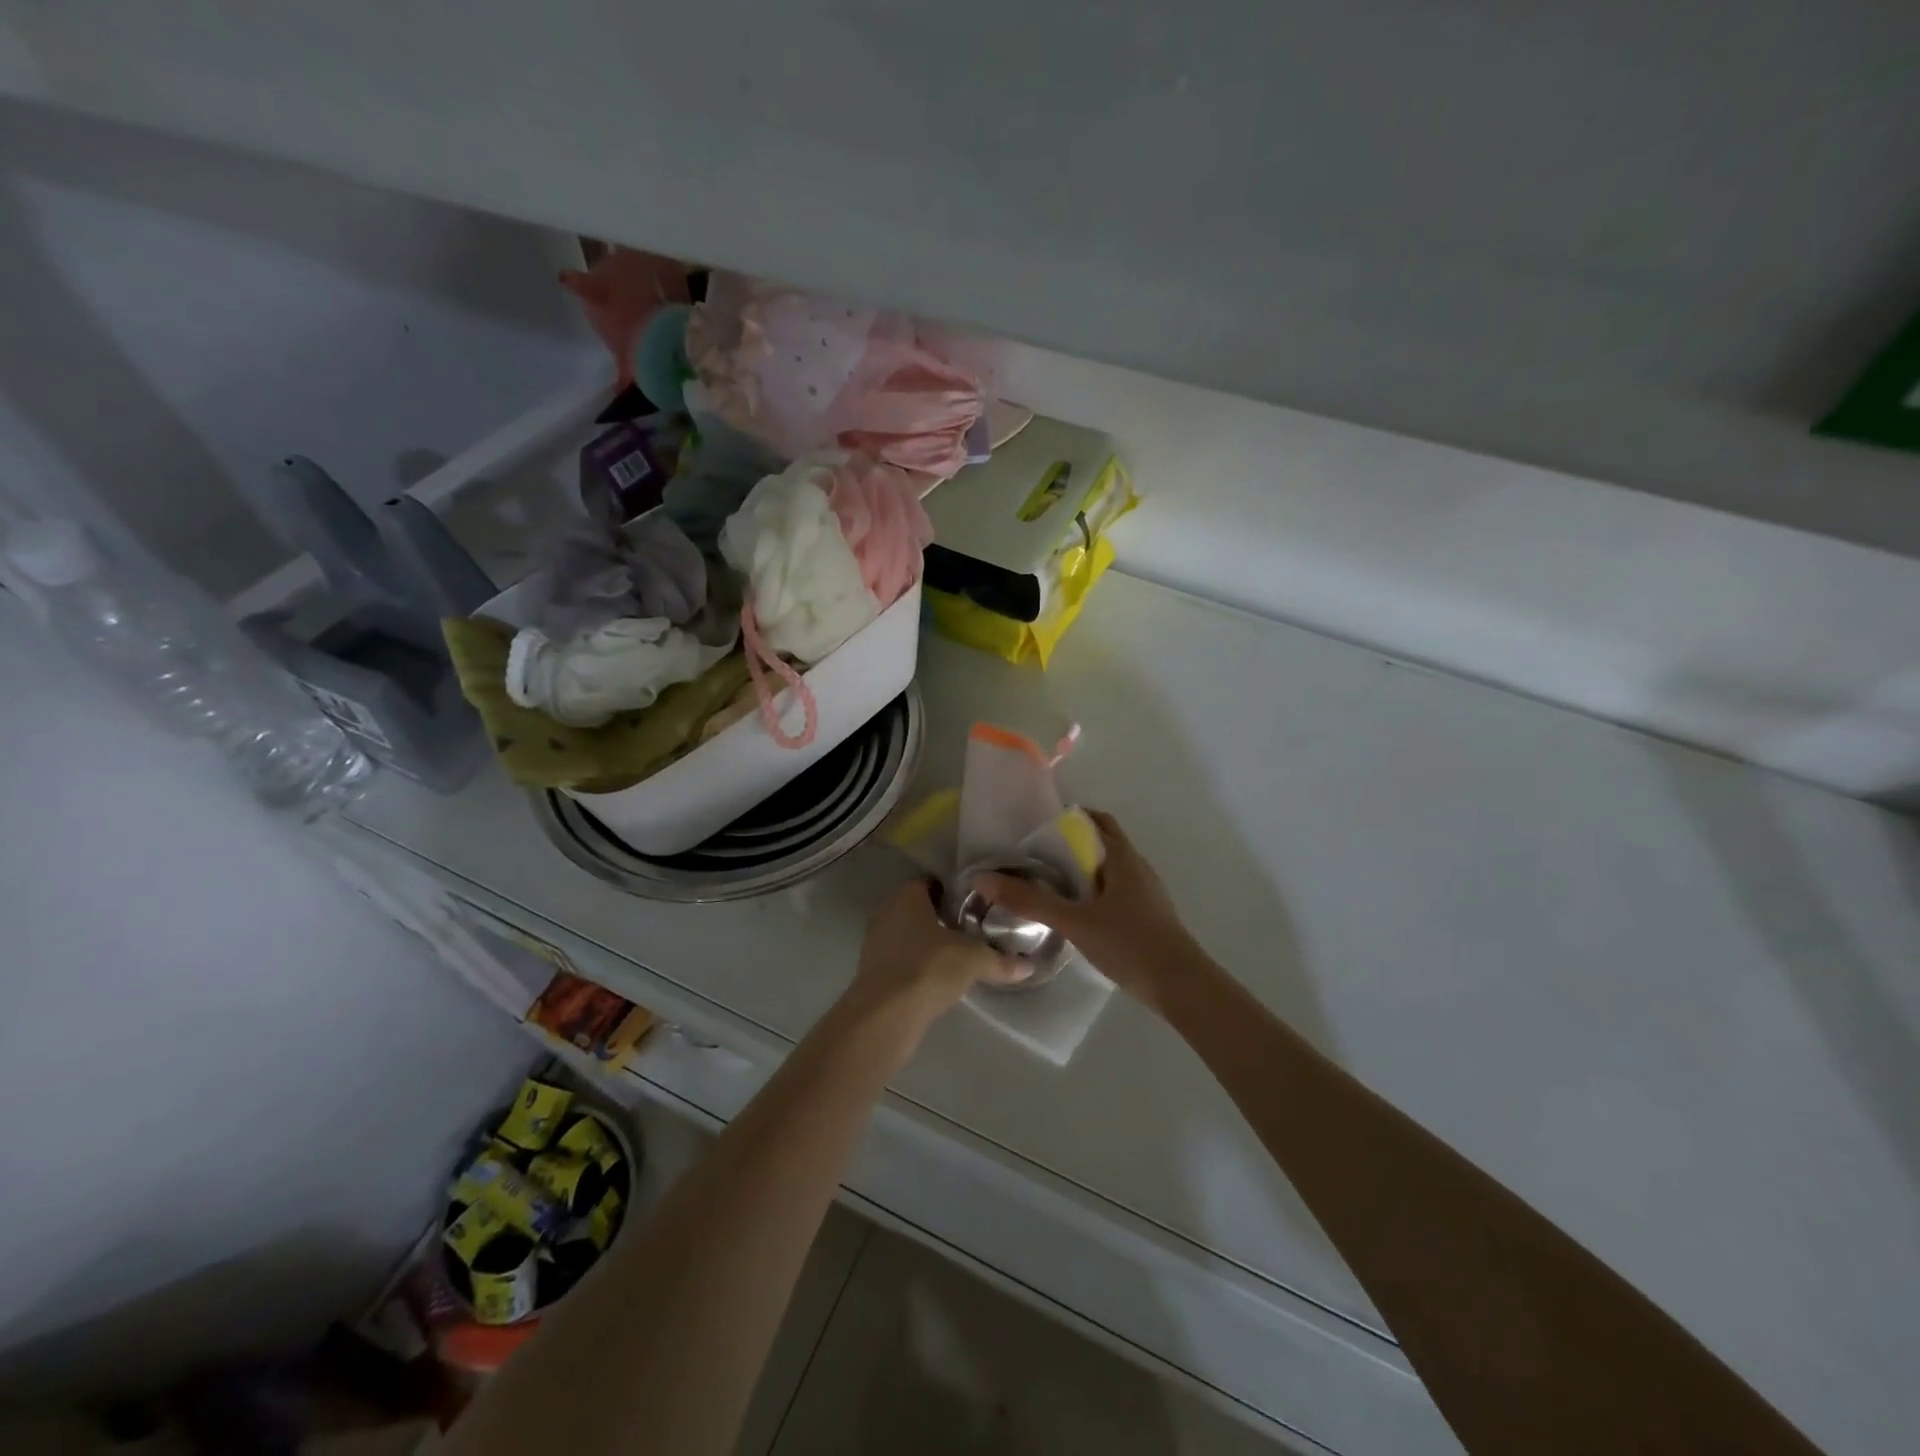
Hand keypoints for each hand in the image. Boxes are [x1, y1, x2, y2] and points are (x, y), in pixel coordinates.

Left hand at [850, 878, 1031, 1022]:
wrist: (886, 1015)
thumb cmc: (929, 968)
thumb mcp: (974, 960)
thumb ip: (1001, 960)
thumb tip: (1030, 966)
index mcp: (907, 897)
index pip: (929, 882)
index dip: (952, 891)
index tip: (973, 904)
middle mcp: (886, 913)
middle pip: (917, 908)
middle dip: (940, 918)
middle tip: (969, 930)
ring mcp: (874, 944)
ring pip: (906, 935)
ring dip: (927, 943)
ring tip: (957, 957)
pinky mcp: (871, 973)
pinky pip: (899, 960)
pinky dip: (916, 965)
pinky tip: (936, 979)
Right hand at [979, 809, 1199, 1012]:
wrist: (1181, 986)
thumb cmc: (1129, 943)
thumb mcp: (1074, 921)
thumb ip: (1030, 901)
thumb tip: (982, 879)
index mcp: (1122, 857)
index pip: (1095, 820)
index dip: (1067, 817)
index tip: (1035, 827)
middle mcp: (1136, 867)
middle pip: (1101, 843)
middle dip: (1070, 845)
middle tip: (1034, 856)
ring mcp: (1145, 893)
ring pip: (1108, 869)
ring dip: (1081, 870)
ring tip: (1046, 883)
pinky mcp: (1147, 916)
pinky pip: (1115, 891)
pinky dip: (1092, 891)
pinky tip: (1074, 912)